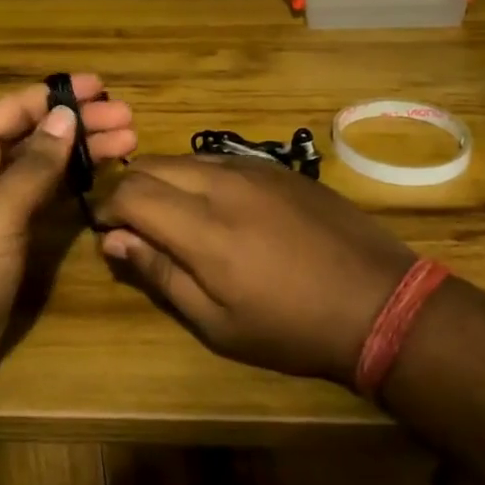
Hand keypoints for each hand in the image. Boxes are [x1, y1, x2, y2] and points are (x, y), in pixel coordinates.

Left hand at [0, 75, 135, 389]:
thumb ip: (35, 163)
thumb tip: (66, 115)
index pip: (12, 110)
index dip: (57, 95)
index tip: (101, 86)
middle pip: (30, 136)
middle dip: (79, 125)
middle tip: (128, 118)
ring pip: (39, 168)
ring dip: (80, 154)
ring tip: (129, 143)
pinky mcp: (2, 240)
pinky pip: (39, 200)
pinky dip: (69, 186)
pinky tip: (99, 178)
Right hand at [94, 156, 416, 385]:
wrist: (377, 301)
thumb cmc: (291, 327)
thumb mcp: (218, 323)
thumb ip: (161, 274)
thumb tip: (114, 240)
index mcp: (202, 227)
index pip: (130, 192)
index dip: (108, 208)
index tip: (107, 232)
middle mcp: (221, 183)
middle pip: (152, 164)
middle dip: (130, 189)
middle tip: (135, 225)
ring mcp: (253, 169)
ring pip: (185, 157)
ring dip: (165, 179)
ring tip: (174, 216)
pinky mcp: (277, 167)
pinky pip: (221, 159)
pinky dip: (199, 175)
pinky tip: (216, 206)